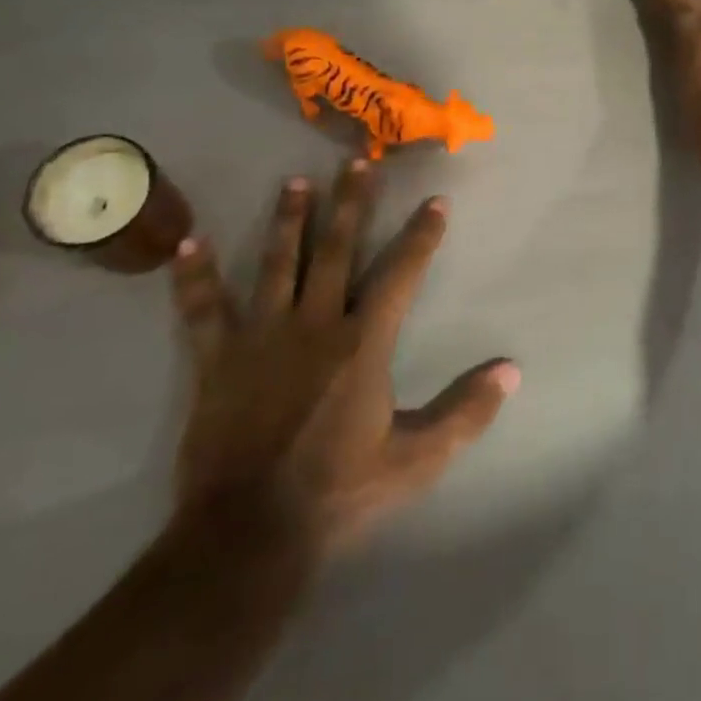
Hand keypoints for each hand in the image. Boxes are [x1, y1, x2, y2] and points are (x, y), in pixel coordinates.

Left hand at [167, 161, 518, 569]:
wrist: (248, 538)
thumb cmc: (339, 493)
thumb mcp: (417, 460)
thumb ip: (466, 412)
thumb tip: (512, 371)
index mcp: (363, 343)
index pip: (400, 273)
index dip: (421, 235)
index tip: (435, 201)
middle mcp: (314, 325)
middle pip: (336, 250)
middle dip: (351, 204)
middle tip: (357, 161)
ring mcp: (261, 338)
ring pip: (277, 265)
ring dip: (287, 221)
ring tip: (294, 182)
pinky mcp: (216, 361)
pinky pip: (202, 311)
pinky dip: (195, 277)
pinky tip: (188, 242)